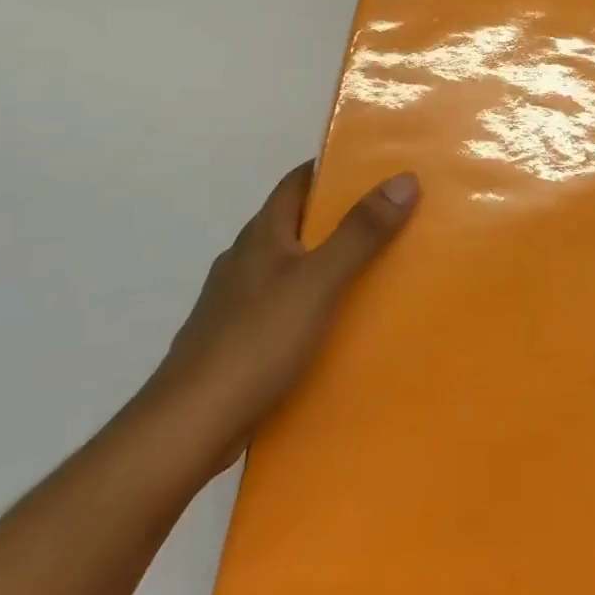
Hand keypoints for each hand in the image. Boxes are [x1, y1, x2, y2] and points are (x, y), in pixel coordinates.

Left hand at [145, 162, 418, 464]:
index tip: (374, 169)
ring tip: (372, 272)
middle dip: (336, 219)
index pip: (296, 183)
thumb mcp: (320, 280)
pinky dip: (309, 305)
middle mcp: (244, 260)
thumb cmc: (258, 340)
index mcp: (261, 235)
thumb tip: (404, 178)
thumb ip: (361, 232)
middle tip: (388, 221)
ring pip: (288, 268)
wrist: (191, 425)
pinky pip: (281, 308)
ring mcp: (234, 302)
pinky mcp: (235, 341)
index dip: (331, 170)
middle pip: (294, 224)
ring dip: (324, 264)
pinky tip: (332, 327)